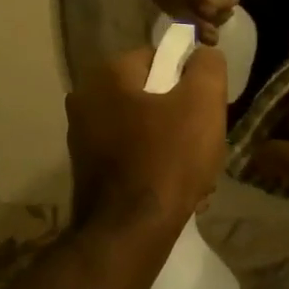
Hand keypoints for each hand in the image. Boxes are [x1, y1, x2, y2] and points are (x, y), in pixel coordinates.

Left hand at [67, 44, 228, 230]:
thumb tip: (203, 55)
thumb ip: (207, 67)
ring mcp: (80, 136)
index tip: (205, 106)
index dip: (188, 79)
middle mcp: (85, 98)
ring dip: (169, 143)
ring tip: (193, 171)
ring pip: (141, 127)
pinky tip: (172, 188)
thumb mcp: (202, 103)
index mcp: (107, 74)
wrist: (128, 233)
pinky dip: (151, 165)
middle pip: (149, 94)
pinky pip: (129, 155)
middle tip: (203, 139)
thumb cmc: (168, 159)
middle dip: (179, 114)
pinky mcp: (85, 169)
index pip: (157, 58)